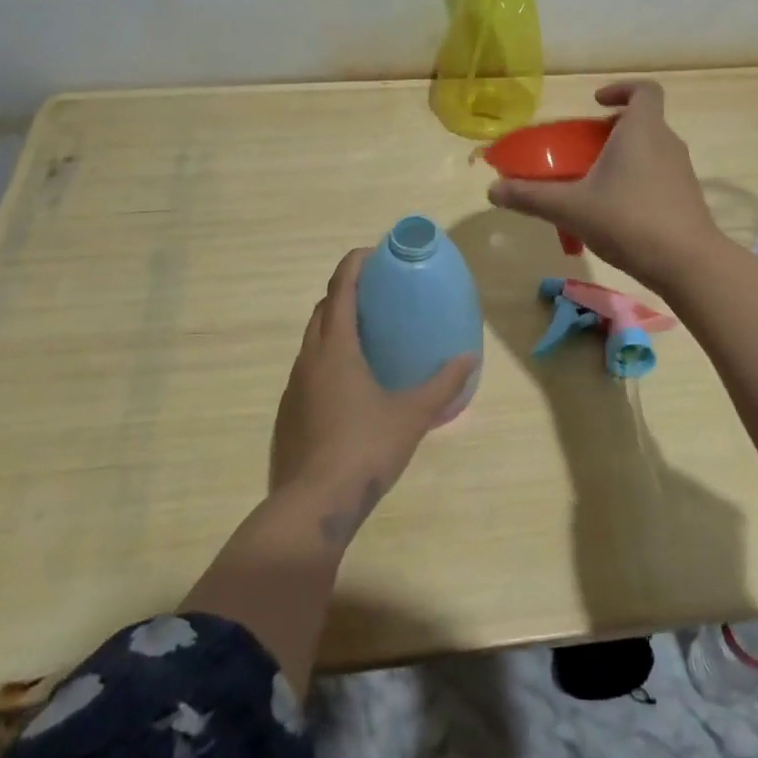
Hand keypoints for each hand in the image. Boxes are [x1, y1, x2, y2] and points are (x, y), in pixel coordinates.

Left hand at [271, 248, 475, 546]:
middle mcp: (309, 358)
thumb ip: (443, 383)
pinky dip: (326, 360)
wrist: (314, 504)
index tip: (372, 253)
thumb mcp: (413, 414)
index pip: (341, 289)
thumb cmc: (366, 448)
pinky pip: (307, 370)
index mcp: (336, 348)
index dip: (354, 265)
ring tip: (366, 336)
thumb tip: (469, 357)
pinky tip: (349, 385)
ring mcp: (294, 386)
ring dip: (334, 327)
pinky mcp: (288, 413)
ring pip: (312, 341)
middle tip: (376, 295)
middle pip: (323, 310)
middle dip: (344, 293)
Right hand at [487, 80, 720, 288]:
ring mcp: (681, 171)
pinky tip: (615, 214)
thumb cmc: (628, 220)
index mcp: (642, 130)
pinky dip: (636, 182)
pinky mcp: (686, 198)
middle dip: (611, 131)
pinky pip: (658, 176)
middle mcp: (667, 143)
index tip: (596, 103)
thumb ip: (531, 197)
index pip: (644, 90)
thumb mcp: (572, 208)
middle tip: (583, 151)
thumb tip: (493, 191)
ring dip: (623, 158)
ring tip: (593, 185)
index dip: (620, 89)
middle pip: (642, 122)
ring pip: (650, 151)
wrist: (687, 263)